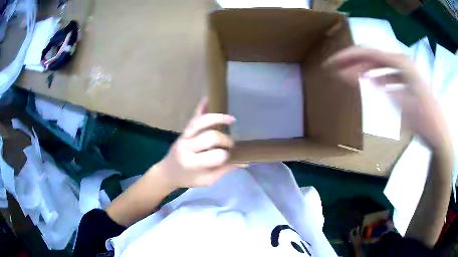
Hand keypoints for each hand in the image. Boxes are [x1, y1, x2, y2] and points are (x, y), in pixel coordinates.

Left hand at [155, 99, 236, 188]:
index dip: (226, 155)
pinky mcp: (184, 131)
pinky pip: (193, 117)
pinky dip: (201, 107)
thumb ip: (224, 169)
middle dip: (225, 140)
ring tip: (230, 119)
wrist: (167, 172)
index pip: (216, 156)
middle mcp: (187, 147)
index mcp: (192, 163)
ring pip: (201, 122)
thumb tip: (245, 161)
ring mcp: (184, 136)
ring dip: (217, 118)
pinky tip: (208, 98)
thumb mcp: (207, 180)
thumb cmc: (187, 179)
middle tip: (231, 144)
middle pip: (210, 137)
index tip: (230, 157)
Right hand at [326, 47, 450, 149]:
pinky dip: (376, 76)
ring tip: (349, 75)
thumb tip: (351, 76)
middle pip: (372, 55)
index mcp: (400, 62)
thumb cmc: (422, 119)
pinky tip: (371, 82)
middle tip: (336, 69)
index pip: (368, 53)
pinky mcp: (407, 80)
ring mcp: (405, 70)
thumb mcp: (399, 103)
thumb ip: (376, 86)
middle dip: (352, 61)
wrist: (438, 133)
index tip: (332, 64)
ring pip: (378, 63)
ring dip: (363, 68)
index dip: (348, 57)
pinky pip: (387, 73)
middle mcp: (401, 61)